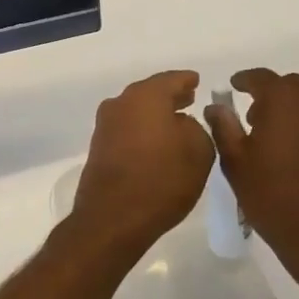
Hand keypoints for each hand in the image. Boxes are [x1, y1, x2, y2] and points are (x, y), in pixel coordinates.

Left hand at [70, 71, 214, 261]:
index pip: (172, 79)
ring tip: (175, 123)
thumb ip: (198, 128)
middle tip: (189, 99)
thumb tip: (183, 123)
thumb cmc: (162, 179)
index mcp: (147, 95)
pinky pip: (127, 130)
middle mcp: (121, 103)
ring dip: (155, 115)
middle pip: (150, 93)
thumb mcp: (199, 151)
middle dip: (170, 97)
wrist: (112, 218)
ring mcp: (106, 125)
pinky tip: (155, 145)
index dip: (187, 80)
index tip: (196, 81)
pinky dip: (142, 131)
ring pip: (136, 111)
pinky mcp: (99, 148)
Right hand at [205, 70, 298, 286]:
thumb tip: (217, 106)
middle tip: (255, 115)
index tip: (234, 86)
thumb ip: (224, 126)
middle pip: (293, 86)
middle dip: (273, 93)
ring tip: (278, 137)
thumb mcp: (235, 162)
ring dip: (295, 112)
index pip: (263, 77)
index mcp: (286, 103)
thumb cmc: (271, 197)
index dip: (245, 79)